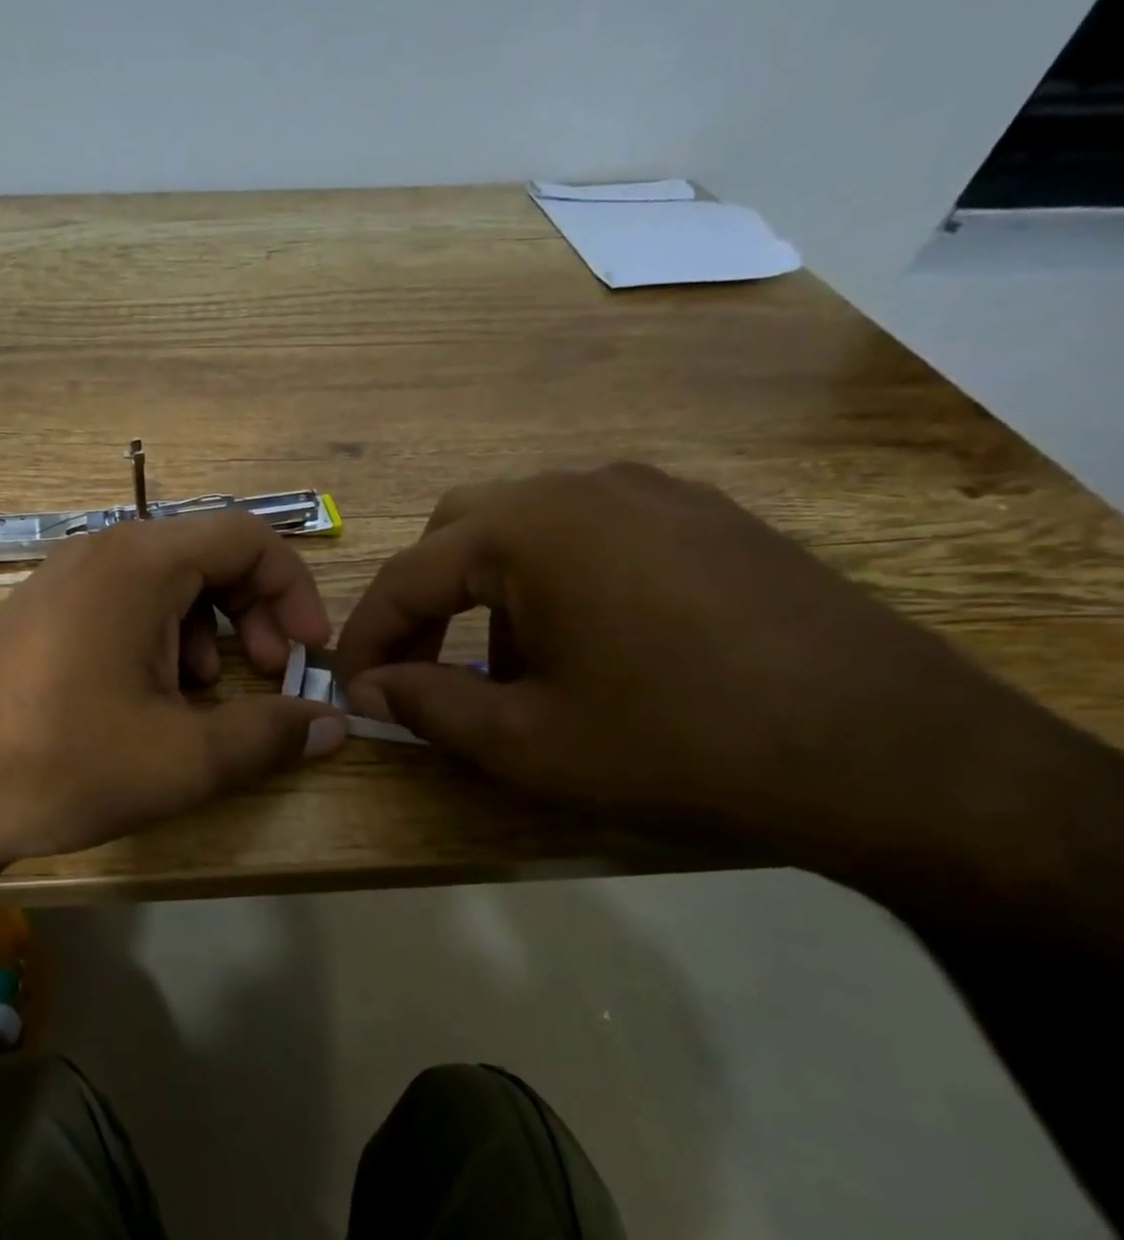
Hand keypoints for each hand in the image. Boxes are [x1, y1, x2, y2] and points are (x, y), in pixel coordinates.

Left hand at [0, 512, 346, 867]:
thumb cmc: (65, 763)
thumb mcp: (184, 758)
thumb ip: (270, 735)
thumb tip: (332, 724)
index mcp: (140, 563)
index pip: (248, 538)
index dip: (294, 591)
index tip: (307, 653)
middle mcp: (100, 553)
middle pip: (208, 559)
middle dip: (252, 617)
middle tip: (264, 677)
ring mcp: (63, 581)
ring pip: (166, 587)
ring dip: (206, 636)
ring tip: (202, 699)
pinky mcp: (41, 615)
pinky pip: (123, 608)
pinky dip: (159, 644)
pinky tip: (148, 702)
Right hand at [335, 463, 1040, 858]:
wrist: (891, 754)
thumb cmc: (676, 745)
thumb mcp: (525, 741)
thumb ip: (426, 705)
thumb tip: (368, 687)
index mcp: (531, 528)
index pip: (408, 574)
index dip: (366, 634)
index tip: (348, 685)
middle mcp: (585, 485)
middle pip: (459, 532)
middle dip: (424, 602)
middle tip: (419, 670)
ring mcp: (654, 491)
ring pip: (525, 527)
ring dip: (487, 592)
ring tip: (507, 668)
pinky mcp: (704, 515)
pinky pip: (591, 532)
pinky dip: (551, 580)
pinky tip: (583, 644)